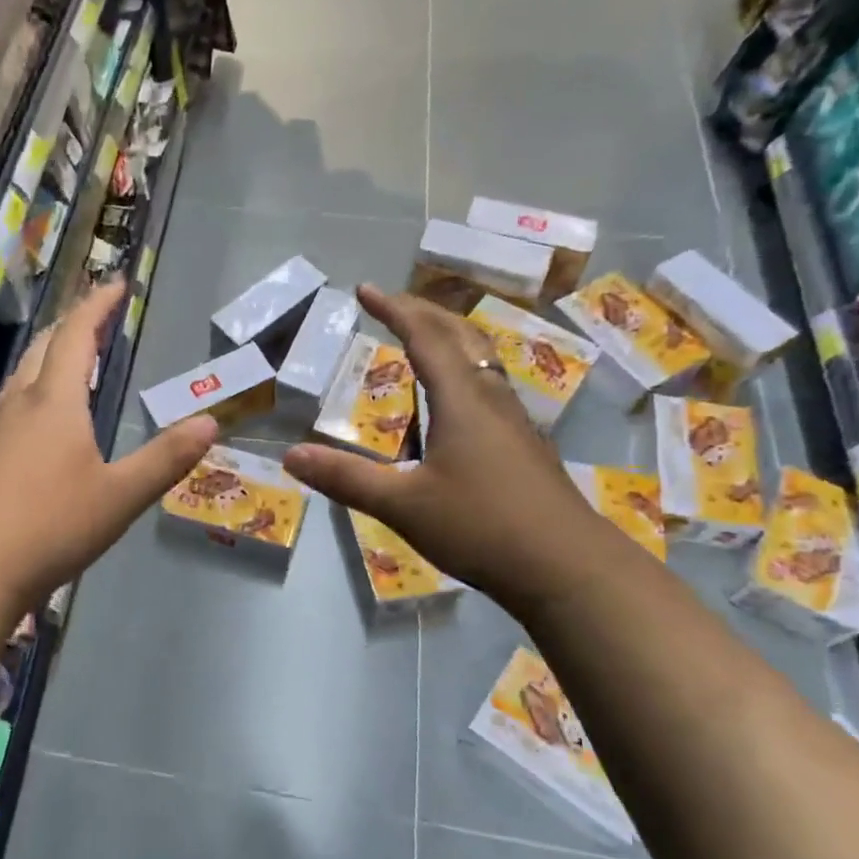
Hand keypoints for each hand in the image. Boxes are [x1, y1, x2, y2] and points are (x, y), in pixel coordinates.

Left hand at [0, 278, 217, 615]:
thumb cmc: (49, 526)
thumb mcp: (120, 496)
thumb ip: (165, 458)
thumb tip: (209, 422)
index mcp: (55, 402)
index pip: (76, 336)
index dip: (97, 306)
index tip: (117, 284)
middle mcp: (21, 404)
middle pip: (44, 348)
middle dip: (73, 325)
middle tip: (98, 318)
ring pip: (24, 375)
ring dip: (50, 356)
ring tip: (74, 360)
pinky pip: (14, 404)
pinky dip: (37, 389)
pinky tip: (43, 419)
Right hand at [283, 285, 615, 616]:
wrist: (568, 568)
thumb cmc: (482, 526)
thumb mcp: (403, 505)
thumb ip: (346, 478)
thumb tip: (291, 455)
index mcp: (462, 399)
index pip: (425, 336)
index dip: (394, 309)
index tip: (365, 290)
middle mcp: (491, 398)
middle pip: (461, 336)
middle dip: (424, 313)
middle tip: (391, 305)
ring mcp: (514, 422)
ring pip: (482, 360)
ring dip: (449, 339)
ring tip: (422, 341)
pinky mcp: (524, 446)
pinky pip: (489, 387)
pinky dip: (463, 372)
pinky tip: (454, 403)